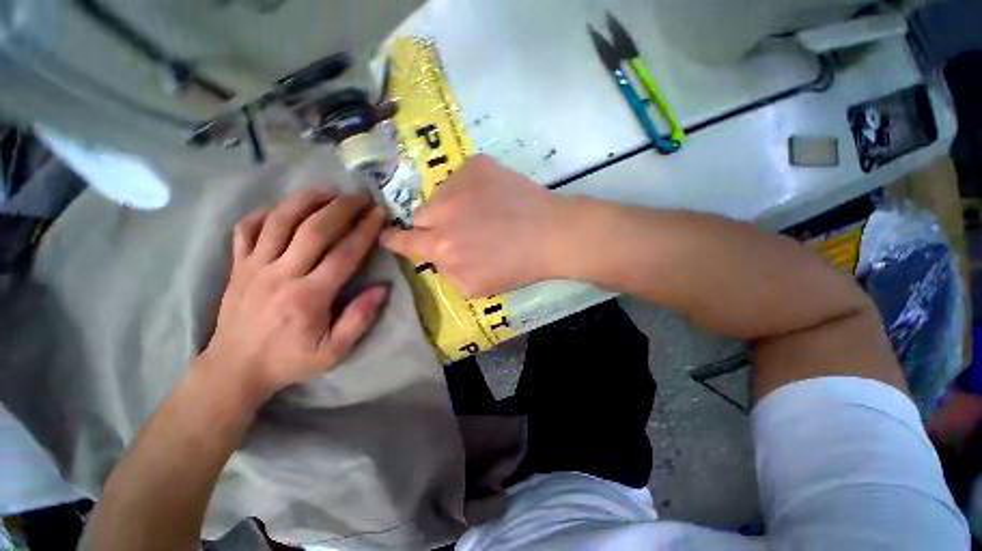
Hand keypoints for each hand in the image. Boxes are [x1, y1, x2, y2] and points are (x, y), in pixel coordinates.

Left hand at [200, 188, 387, 404]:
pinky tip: (285, 208)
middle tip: (362, 196)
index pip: (344, 254)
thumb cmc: (290, 360)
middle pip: (314, 229)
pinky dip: (266, 212)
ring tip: (329, 191)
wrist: (235, 368)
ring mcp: (254, 266)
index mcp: (309, 297)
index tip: (379, 214)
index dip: (365, 230)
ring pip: (281, 221)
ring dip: (307, 200)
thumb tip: (382, 288)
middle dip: (342, 208)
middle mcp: (281, 275)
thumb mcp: (334, 351)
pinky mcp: (238, 265)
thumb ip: (360, 319)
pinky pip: (247, 229)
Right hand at [380, 155, 568, 296]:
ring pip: (439, 195)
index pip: (403, 241)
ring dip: (450, 206)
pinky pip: (460, 178)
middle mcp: (443, 212)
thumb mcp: (475, 287)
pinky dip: (468, 189)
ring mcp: (459, 183)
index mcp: (442, 247)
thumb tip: (436, 257)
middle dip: (431, 225)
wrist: (551, 235)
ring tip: (479, 214)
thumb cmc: (516, 267)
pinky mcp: (477, 165)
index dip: (393, 239)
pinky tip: (490, 198)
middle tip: (456, 230)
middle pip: (420, 215)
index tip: (387, 235)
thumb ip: (446, 273)